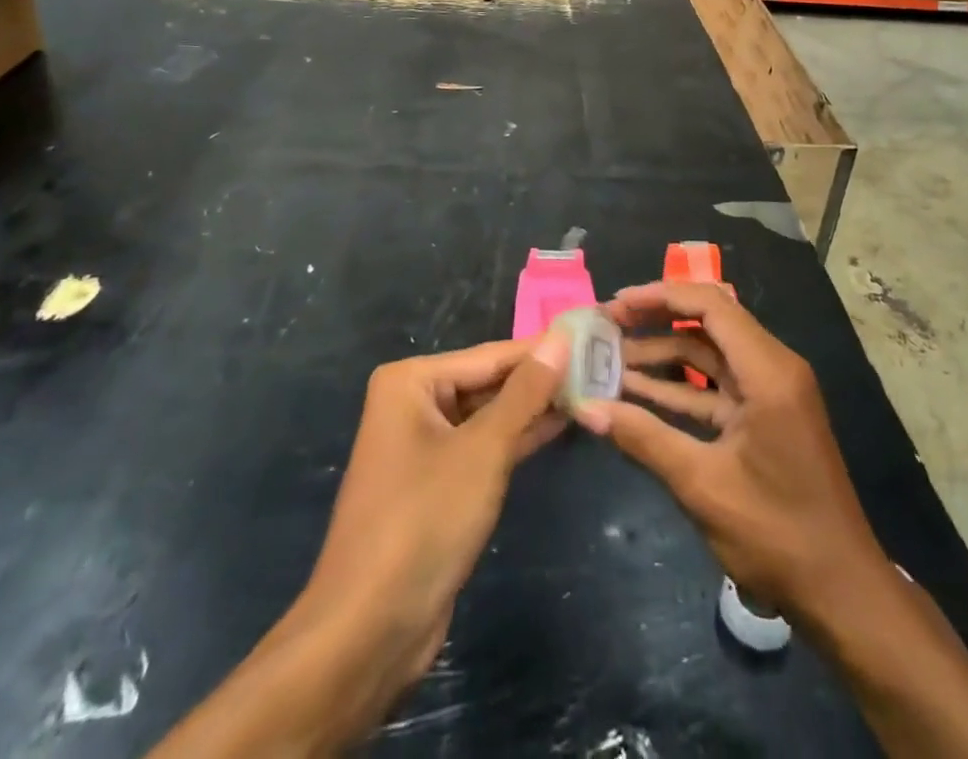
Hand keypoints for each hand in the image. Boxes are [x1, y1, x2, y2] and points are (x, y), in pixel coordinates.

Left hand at [149, 336, 570, 757]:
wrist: (369, 630)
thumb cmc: (424, 521)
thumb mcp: (484, 450)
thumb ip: (525, 392)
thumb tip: (560, 339)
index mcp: (411, 381)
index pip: (490, 354)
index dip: (542, 349)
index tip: (592, 337)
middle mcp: (412, 403)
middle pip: (488, 381)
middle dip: (539, 379)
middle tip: (599, 365)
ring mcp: (423, 445)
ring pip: (488, 415)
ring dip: (533, 408)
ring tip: (589, 390)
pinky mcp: (436, 483)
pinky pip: (483, 447)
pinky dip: (517, 438)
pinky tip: (558, 426)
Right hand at [574, 282, 887, 620]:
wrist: (841, 592)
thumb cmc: (777, 533)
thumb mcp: (702, 485)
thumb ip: (644, 438)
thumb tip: (586, 408)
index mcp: (768, 370)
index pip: (710, 305)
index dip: (660, 296)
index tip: (616, 305)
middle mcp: (772, 367)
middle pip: (708, 322)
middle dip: (656, 320)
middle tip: (607, 326)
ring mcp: (770, 392)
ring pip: (709, 354)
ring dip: (662, 354)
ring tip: (610, 357)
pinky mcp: (764, 415)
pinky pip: (715, 386)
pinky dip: (679, 386)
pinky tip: (636, 392)